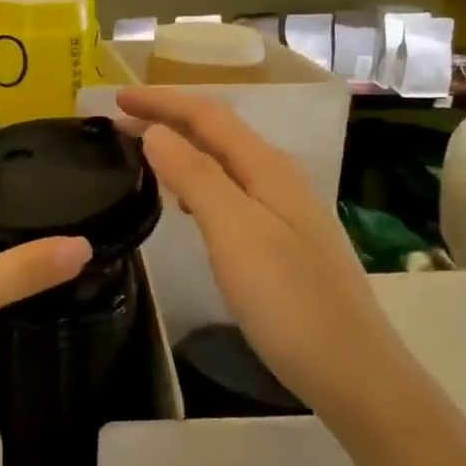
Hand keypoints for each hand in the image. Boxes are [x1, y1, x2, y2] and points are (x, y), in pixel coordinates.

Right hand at [118, 87, 395, 417]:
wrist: (350, 368)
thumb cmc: (288, 299)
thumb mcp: (233, 231)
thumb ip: (195, 176)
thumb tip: (155, 133)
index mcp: (267, 168)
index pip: (207, 115)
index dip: (161, 101)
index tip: (114, 97)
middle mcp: (278, 178)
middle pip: (217, 133)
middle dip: (167, 120)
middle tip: (116, 124)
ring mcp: (283, 210)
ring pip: (223, 163)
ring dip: (180, 150)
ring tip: (141, 154)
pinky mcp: (281, 240)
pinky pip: (230, 193)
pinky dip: (197, 183)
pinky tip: (184, 204)